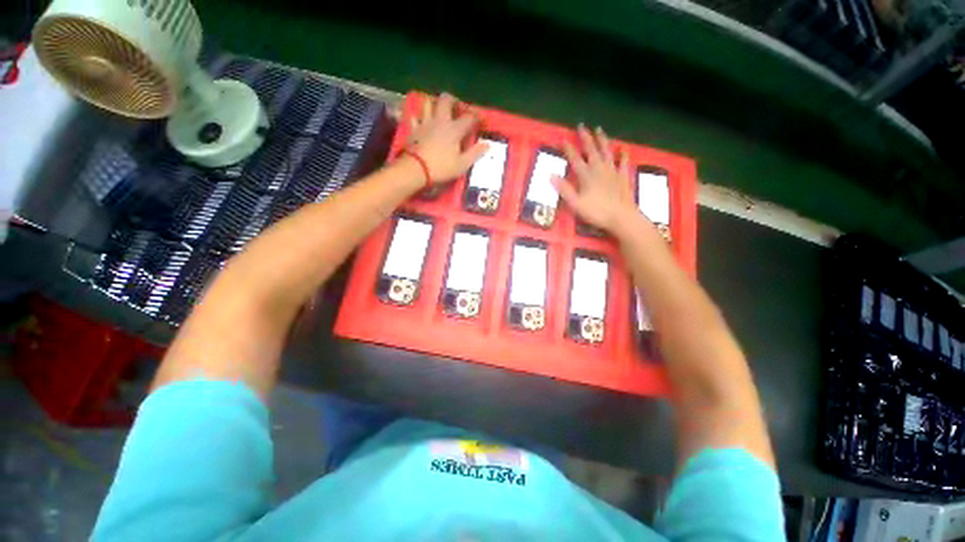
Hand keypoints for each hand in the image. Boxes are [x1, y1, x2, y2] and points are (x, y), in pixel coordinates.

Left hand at [406, 93, 488, 184]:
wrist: (417, 169)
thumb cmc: (442, 167)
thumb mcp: (462, 164)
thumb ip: (475, 153)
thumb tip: (487, 145)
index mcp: (455, 129)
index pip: (469, 117)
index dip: (477, 116)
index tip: (481, 119)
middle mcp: (440, 120)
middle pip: (446, 99)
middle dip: (453, 100)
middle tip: (457, 108)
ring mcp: (425, 122)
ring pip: (428, 103)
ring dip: (434, 104)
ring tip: (438, 111)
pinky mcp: (413, 129)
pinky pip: (415, 117)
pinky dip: (418, 117)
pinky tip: (421, 121)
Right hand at [553, 125, 638, 234]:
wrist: (621, 217)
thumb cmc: (596, 212)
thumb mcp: (575, 204)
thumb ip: (564, 189)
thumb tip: (551, 176)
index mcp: (586, 175)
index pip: (575, 159)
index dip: (568, 149)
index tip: (563, 139)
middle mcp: (599, 169)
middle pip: (591, 150)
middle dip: (585, 138)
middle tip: (582, 126)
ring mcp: (613, 171)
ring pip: (607, 152)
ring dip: (602, 140)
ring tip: (599, 129)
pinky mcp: (623, 176)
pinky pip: (623, 162)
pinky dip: (623, 154)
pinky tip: (623, 148)